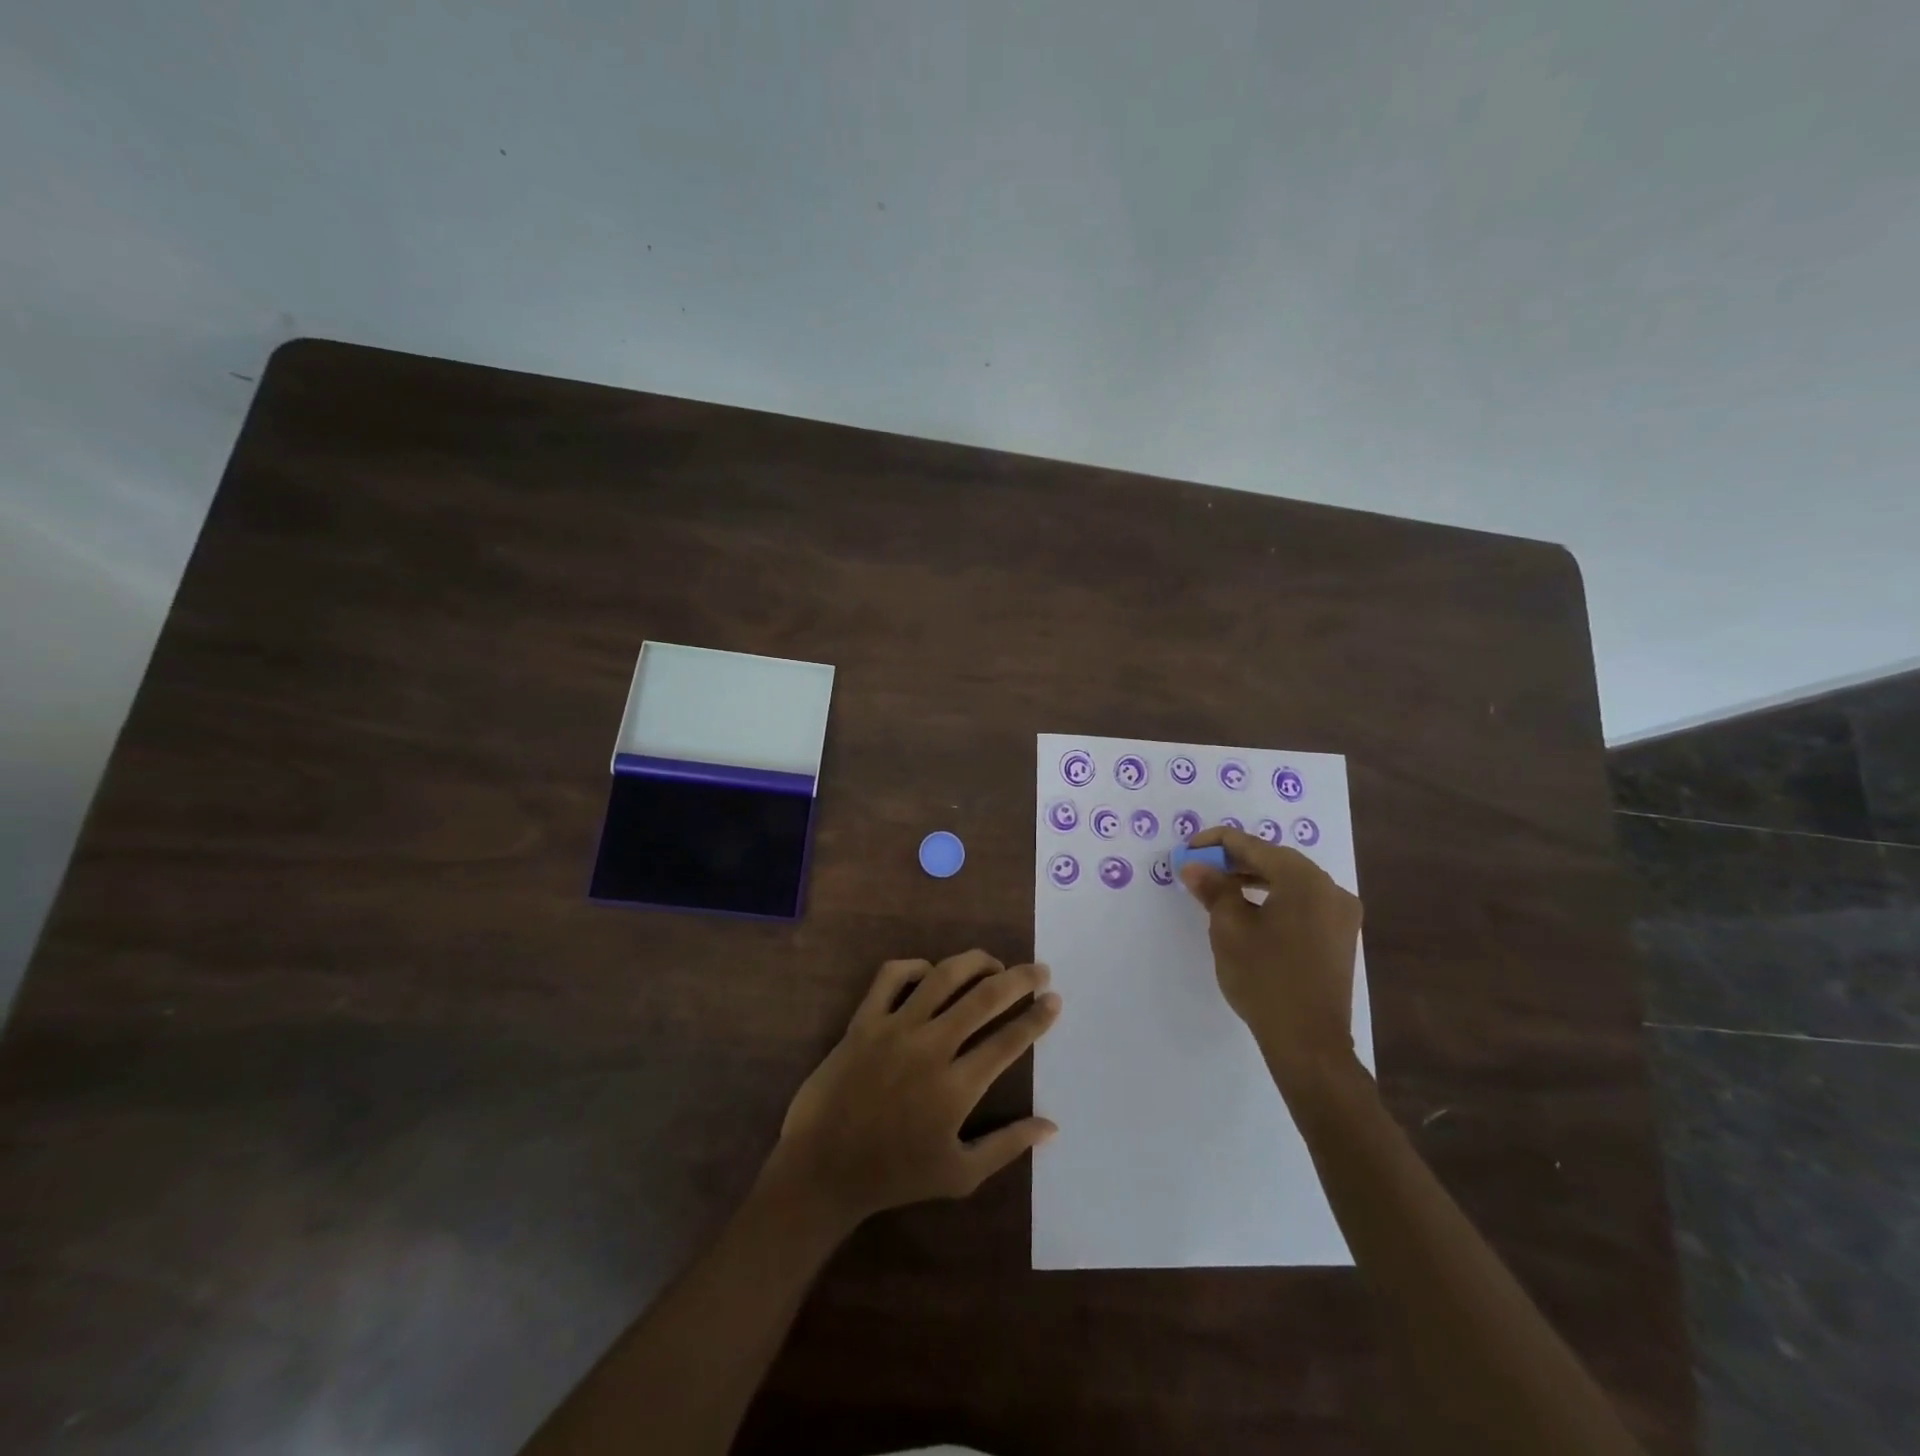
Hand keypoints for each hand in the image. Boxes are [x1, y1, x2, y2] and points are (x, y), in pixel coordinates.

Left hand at [765, 951, 1061, 1230]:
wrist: (822, 1169)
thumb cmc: (894, 1175)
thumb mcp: (959, 1175)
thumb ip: (1007, 1146)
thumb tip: (1051, 1126)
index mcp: (956, 1087)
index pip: (1008, 1041)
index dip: (1036, 1018)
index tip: (1054, 1000)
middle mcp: (930, 1047)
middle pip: (984, 998)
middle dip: (1019, 979)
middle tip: (1040, 970)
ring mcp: (894, 1028)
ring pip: (942, 976)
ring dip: (974, 962)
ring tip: (992, 963)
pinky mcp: (864, 1020)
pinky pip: (891, 976)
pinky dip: (915, 966)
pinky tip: (930, 972)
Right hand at [1179, 826, 1361, 1091]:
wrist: (1308, 1041)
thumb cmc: (1264, 978)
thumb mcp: (1229, 928)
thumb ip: (1213, 888)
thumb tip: (1195, 865)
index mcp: (1303, 878)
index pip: (1252, 845)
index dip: (1215, 843)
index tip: (1187, 850)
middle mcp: (1329, 887)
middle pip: (1274, 860)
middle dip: (1235, 861)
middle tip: (1200, 869)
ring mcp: (1340, 913)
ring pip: (1290, 882)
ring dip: (1254, 880)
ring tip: (1219, 889)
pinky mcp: (1340, 936)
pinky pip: (1303, 902)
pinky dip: (1274, 899)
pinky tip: (1251, 911)